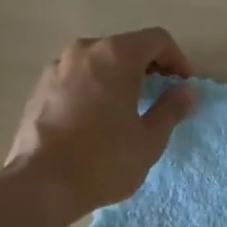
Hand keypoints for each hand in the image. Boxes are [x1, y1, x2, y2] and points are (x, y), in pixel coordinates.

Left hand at [8, 28, 197, 217]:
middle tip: (161, 97)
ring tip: (129, 109)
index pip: (157, 40)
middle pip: (127, 47)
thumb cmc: (103, 160)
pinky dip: (95, 88)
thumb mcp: (149, 139)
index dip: (178, 60)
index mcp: (116, 56)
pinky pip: (77, 77)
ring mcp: (57, 67)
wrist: (39, 185)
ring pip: (99, 62)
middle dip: (149, 68)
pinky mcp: (39, 88)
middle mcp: (84, 51)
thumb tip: (186, 91)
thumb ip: (171, 108)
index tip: (183, 87)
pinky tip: (98, 119)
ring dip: (120, 77)